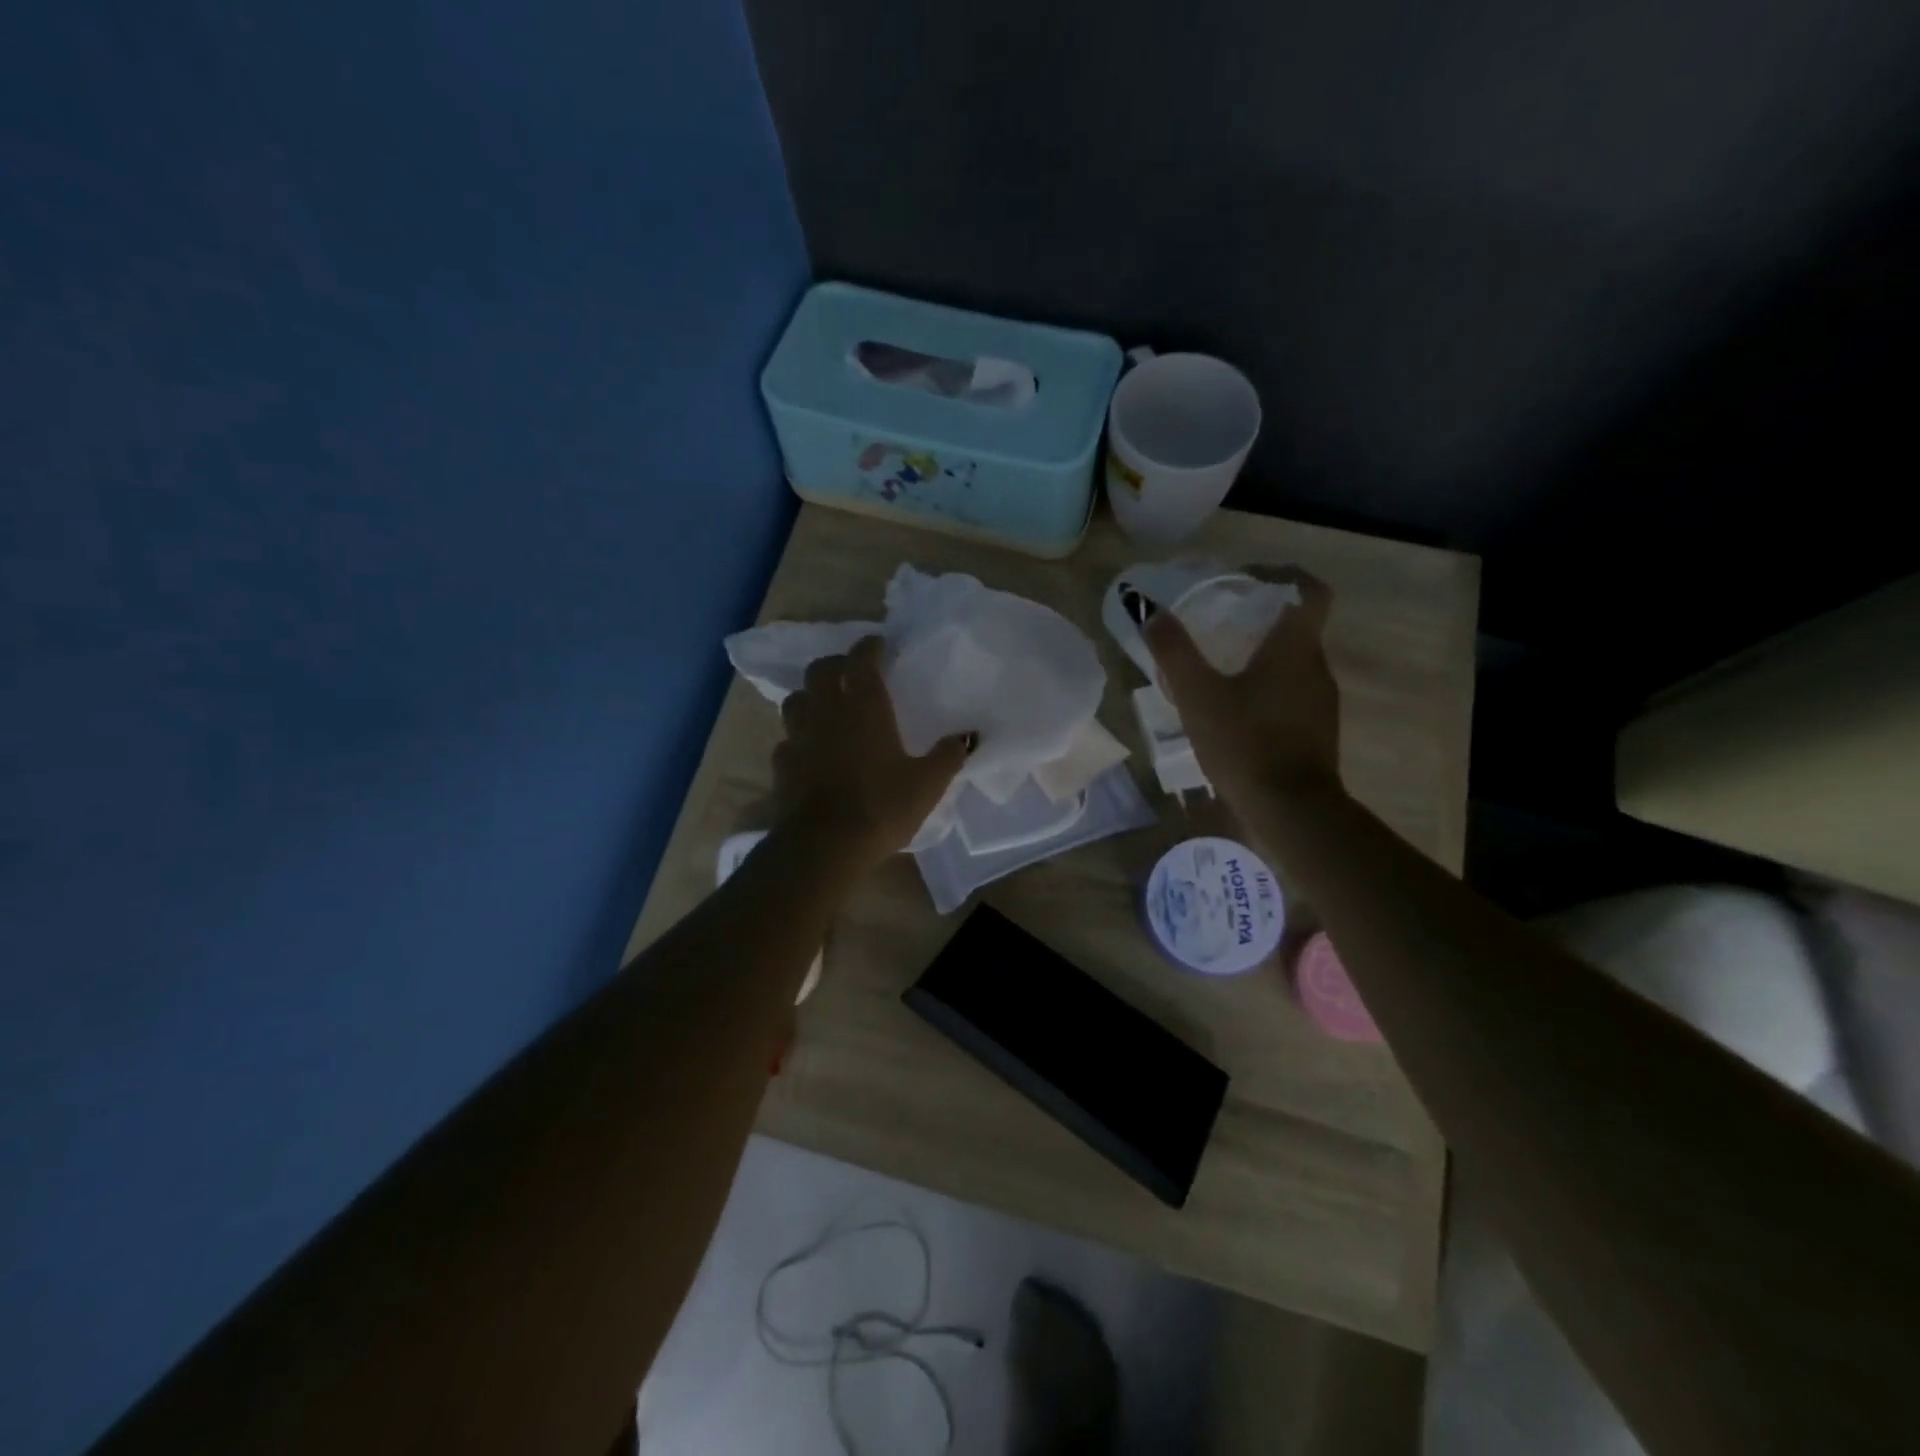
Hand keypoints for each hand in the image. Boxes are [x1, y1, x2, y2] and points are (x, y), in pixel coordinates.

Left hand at [771, 635, 973, 867]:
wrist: (825, 845)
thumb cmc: (881, 806)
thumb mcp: (927, 784)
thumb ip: (948, 755)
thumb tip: (968, 736)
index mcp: (864, 706)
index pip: (862, 659)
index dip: (870, 647)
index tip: (879, 644)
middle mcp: (827, 711)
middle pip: (820, 670)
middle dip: (836, 664)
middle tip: (851, 673)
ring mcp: (799, 736)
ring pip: (796, 699)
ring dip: (810, 696)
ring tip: (825, 707)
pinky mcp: (782, 763)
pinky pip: (788, 739)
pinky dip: (799, 737)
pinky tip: (810, 750)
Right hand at [1143, 567, 1342, 808]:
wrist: (1291, 810)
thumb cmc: (1245, 743)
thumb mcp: (1198, 696)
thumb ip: (1175, 652)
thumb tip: (1153, 613)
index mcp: (1295, 647)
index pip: (1308, 590)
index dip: (1281, 576)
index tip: (1246, 580)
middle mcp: (1316, 666)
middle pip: (1297, 624)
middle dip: (1260, 617)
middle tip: (1219, 622)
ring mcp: (1320, 700)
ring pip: (1294, 660)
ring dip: (1262, 654)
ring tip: (1220, 666)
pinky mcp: (1316, 729)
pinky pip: (1292, 691)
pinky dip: (1267, 686)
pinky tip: (1234, 709)